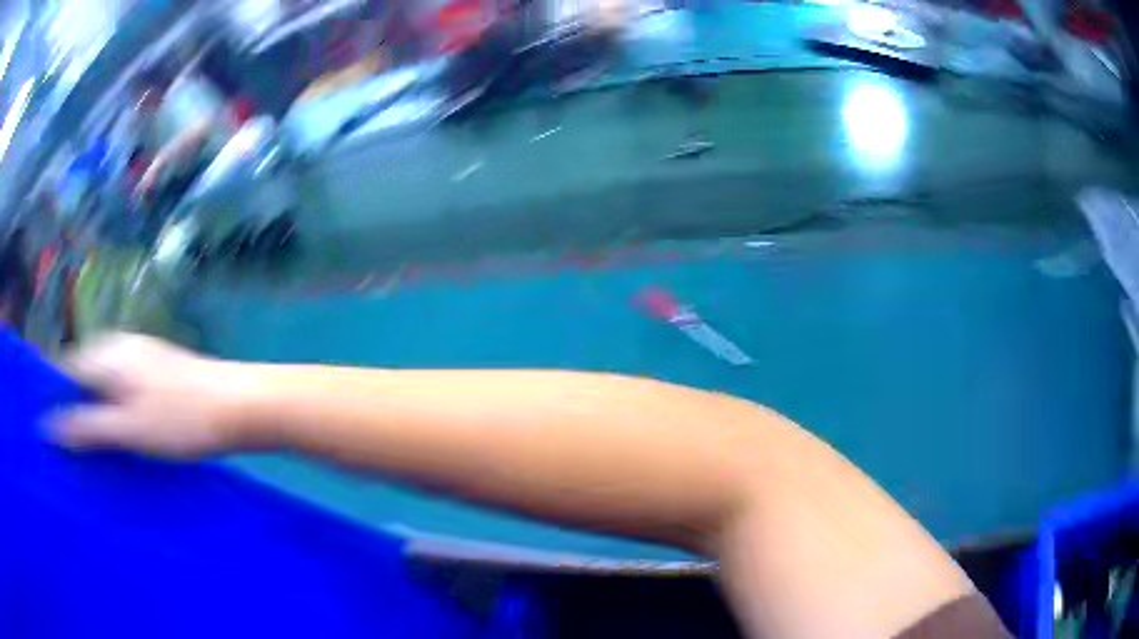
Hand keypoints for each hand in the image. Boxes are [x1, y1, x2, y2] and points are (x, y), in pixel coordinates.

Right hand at [47, 333, 254, 458]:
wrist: (242, 406)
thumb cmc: (181, 419)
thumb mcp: (129, 429)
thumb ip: (88, 425)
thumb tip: (48, 424)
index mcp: (107, 354)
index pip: (66, 368)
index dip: (55, 397)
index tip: (51, 433)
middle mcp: (120, 346)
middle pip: (83, 375)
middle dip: (74, 407)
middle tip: (72, 450)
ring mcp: (141, 356)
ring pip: (104, 383)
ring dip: (96, 411)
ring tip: (94, 449)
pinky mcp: (158, 372)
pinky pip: (123, 389)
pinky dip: (116, 410)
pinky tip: (122, 435)